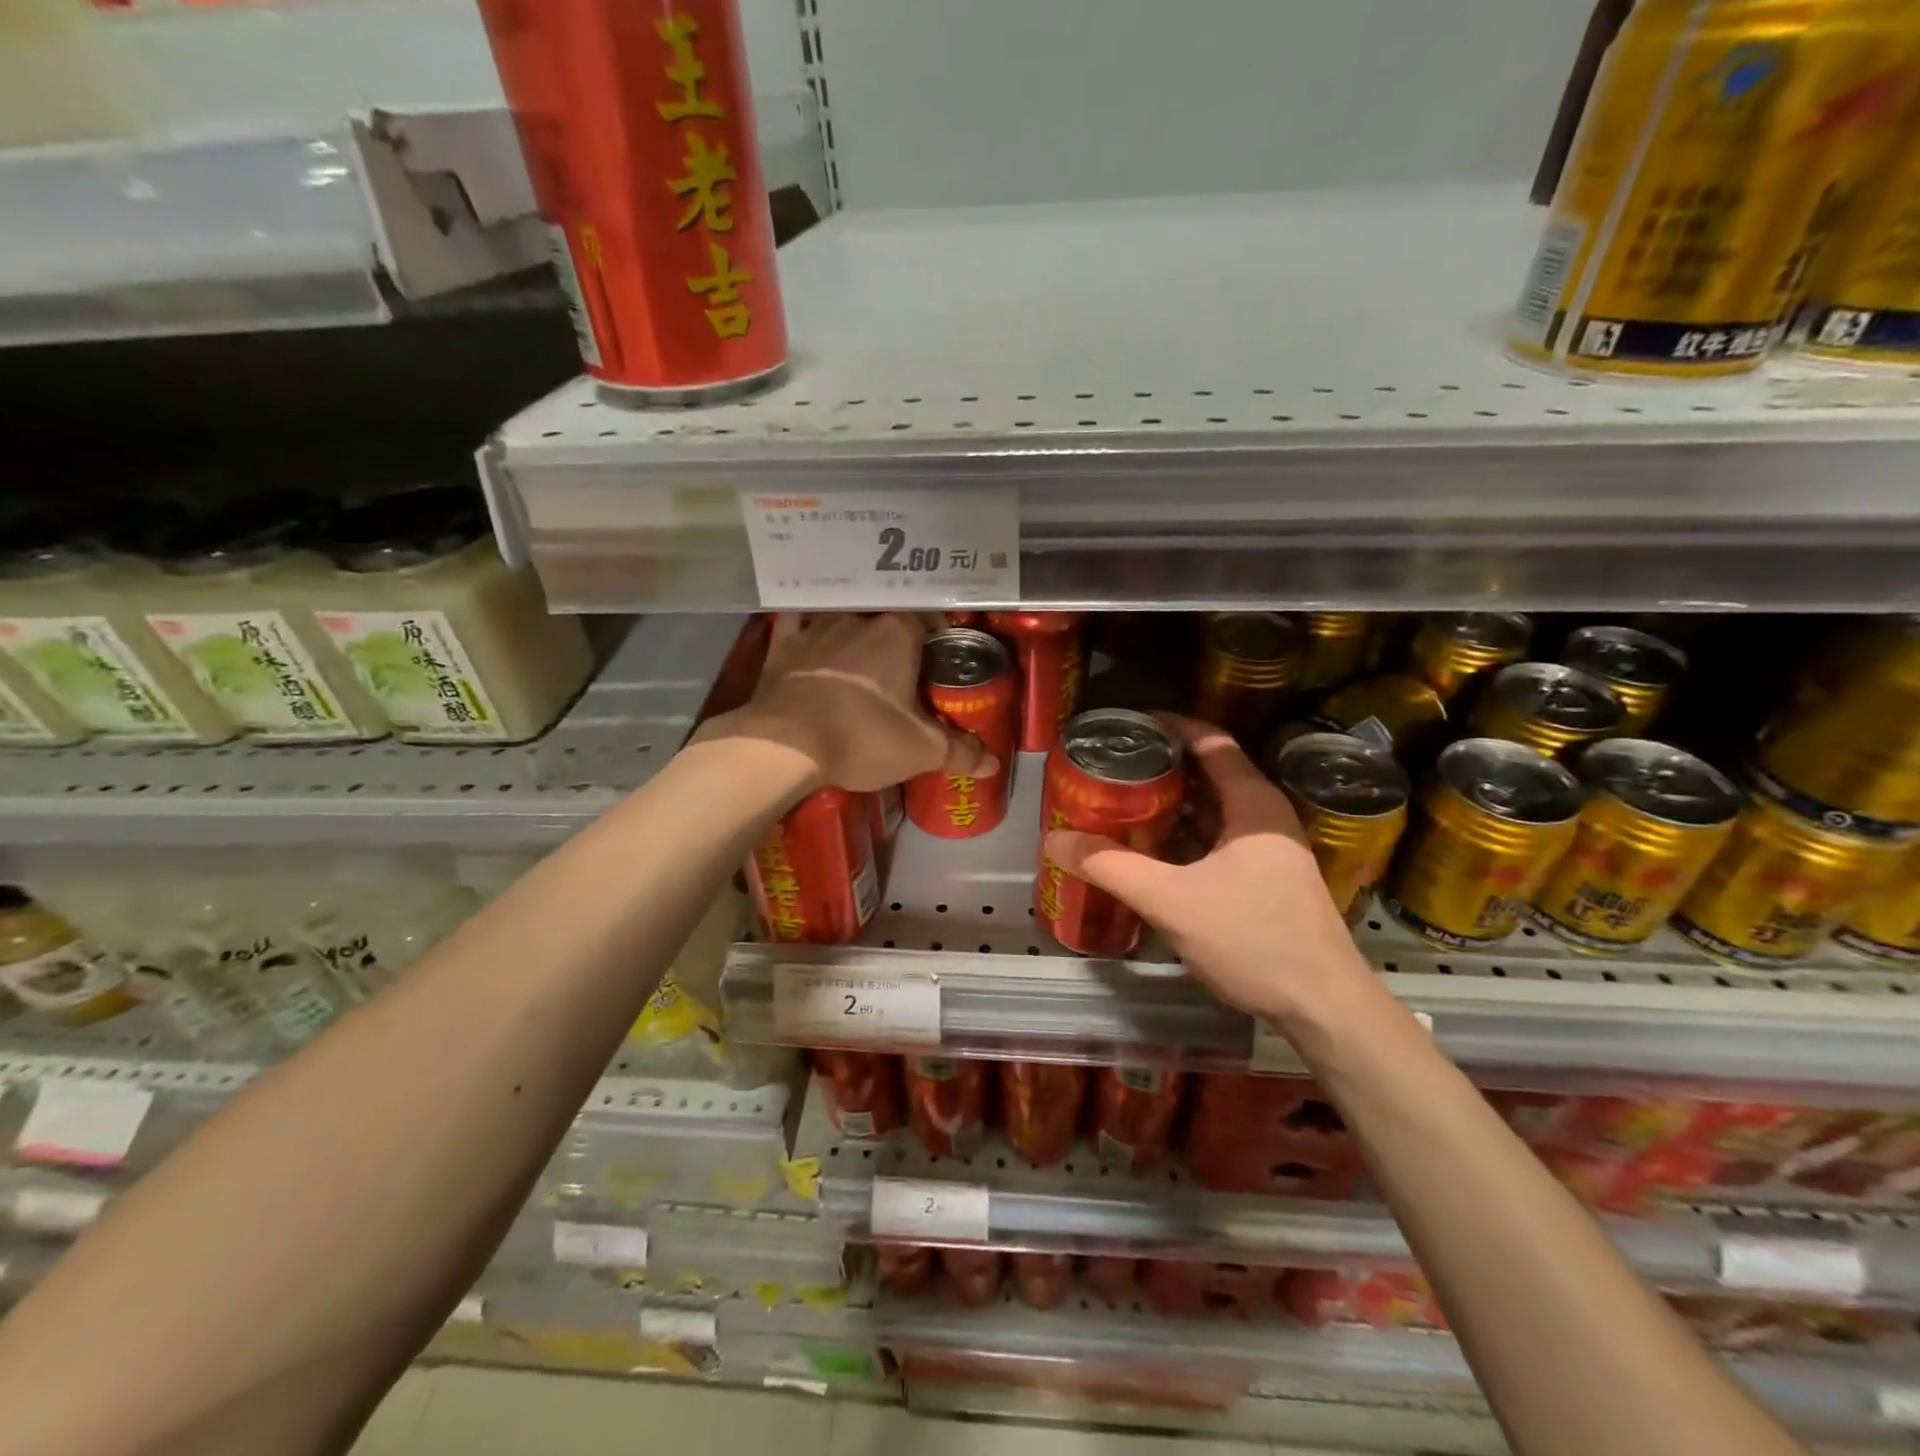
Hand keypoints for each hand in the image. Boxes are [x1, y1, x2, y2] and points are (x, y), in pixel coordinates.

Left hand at [700, 613, 995, 792]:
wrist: (785, 744)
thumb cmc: (862, 738)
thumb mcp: (921, 751)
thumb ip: (960, 752)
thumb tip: (993, 764)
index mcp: (899, 633)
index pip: (929, 618)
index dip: (938, 636)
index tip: (940, 659)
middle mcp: (859, 619)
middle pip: (887, 619)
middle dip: (897, 638)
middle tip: (903, 667)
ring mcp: (816, 627)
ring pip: (843, 618)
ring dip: (853, 632)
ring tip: (858, 656)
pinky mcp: (782, 645)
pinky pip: (796, 623)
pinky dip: (805, 627)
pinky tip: (807, 635)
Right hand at [1043, 715, 1379, 1035]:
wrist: (1322, 1007)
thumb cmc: (1253, 939)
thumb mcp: (1171, 900)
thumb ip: (1111, 867)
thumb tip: (1052, 840)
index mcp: (1253, 804)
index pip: (1211, 742)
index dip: (1171, 725)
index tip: (1129, 724)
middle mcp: (1266, 817)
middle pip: (1210, 774)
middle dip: (1161, 767)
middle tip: (1113, 766)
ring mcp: (1269, 850)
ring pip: (1213, 811)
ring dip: (1171, 806)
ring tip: (1121, 803)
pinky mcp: (1266, 879)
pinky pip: (1217, 840)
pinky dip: (1184, 837)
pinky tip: (1150, 851)